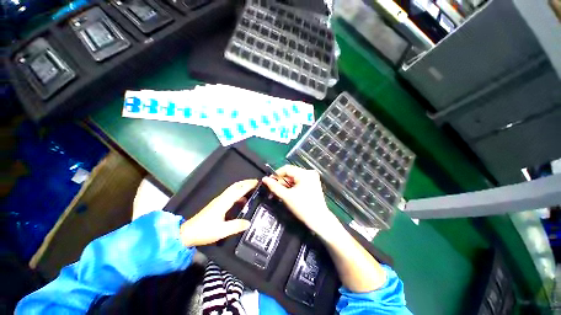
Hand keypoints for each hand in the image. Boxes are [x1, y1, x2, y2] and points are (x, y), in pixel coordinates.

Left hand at [180, 179, 257, 246]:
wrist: (187, 233)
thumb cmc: (204, 231)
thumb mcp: (221, 231)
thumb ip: (236, 226)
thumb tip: (249, 222)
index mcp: (224, 202)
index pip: (238, 190)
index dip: (248, 185)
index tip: (257, 182)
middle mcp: (222, 198)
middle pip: (236, 186)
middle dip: (246, 182)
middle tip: (257, 183)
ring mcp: (219, 200)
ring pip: (233, 189)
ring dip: (243, 186)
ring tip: (252, 189)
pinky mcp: (217, 204)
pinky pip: (231, 194)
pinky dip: (239, 193)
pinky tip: (243, 200)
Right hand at [262, 165, 340, 238]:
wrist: (319, 220)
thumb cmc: (303, 208)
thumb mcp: (286, 196)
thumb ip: (274, 186)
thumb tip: (264, 179)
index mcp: (304, 173)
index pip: (286, 169)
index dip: (276, 174)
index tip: (269, 181)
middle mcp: (310, 172)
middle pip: (291, 173)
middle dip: (282, 180)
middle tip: (274, 189)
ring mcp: (313, 177)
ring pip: (295, 177)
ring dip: (287, 183)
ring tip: (281, 192)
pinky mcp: (314, 183)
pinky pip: (300, 180)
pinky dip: (293, 185)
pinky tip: (289, 192)